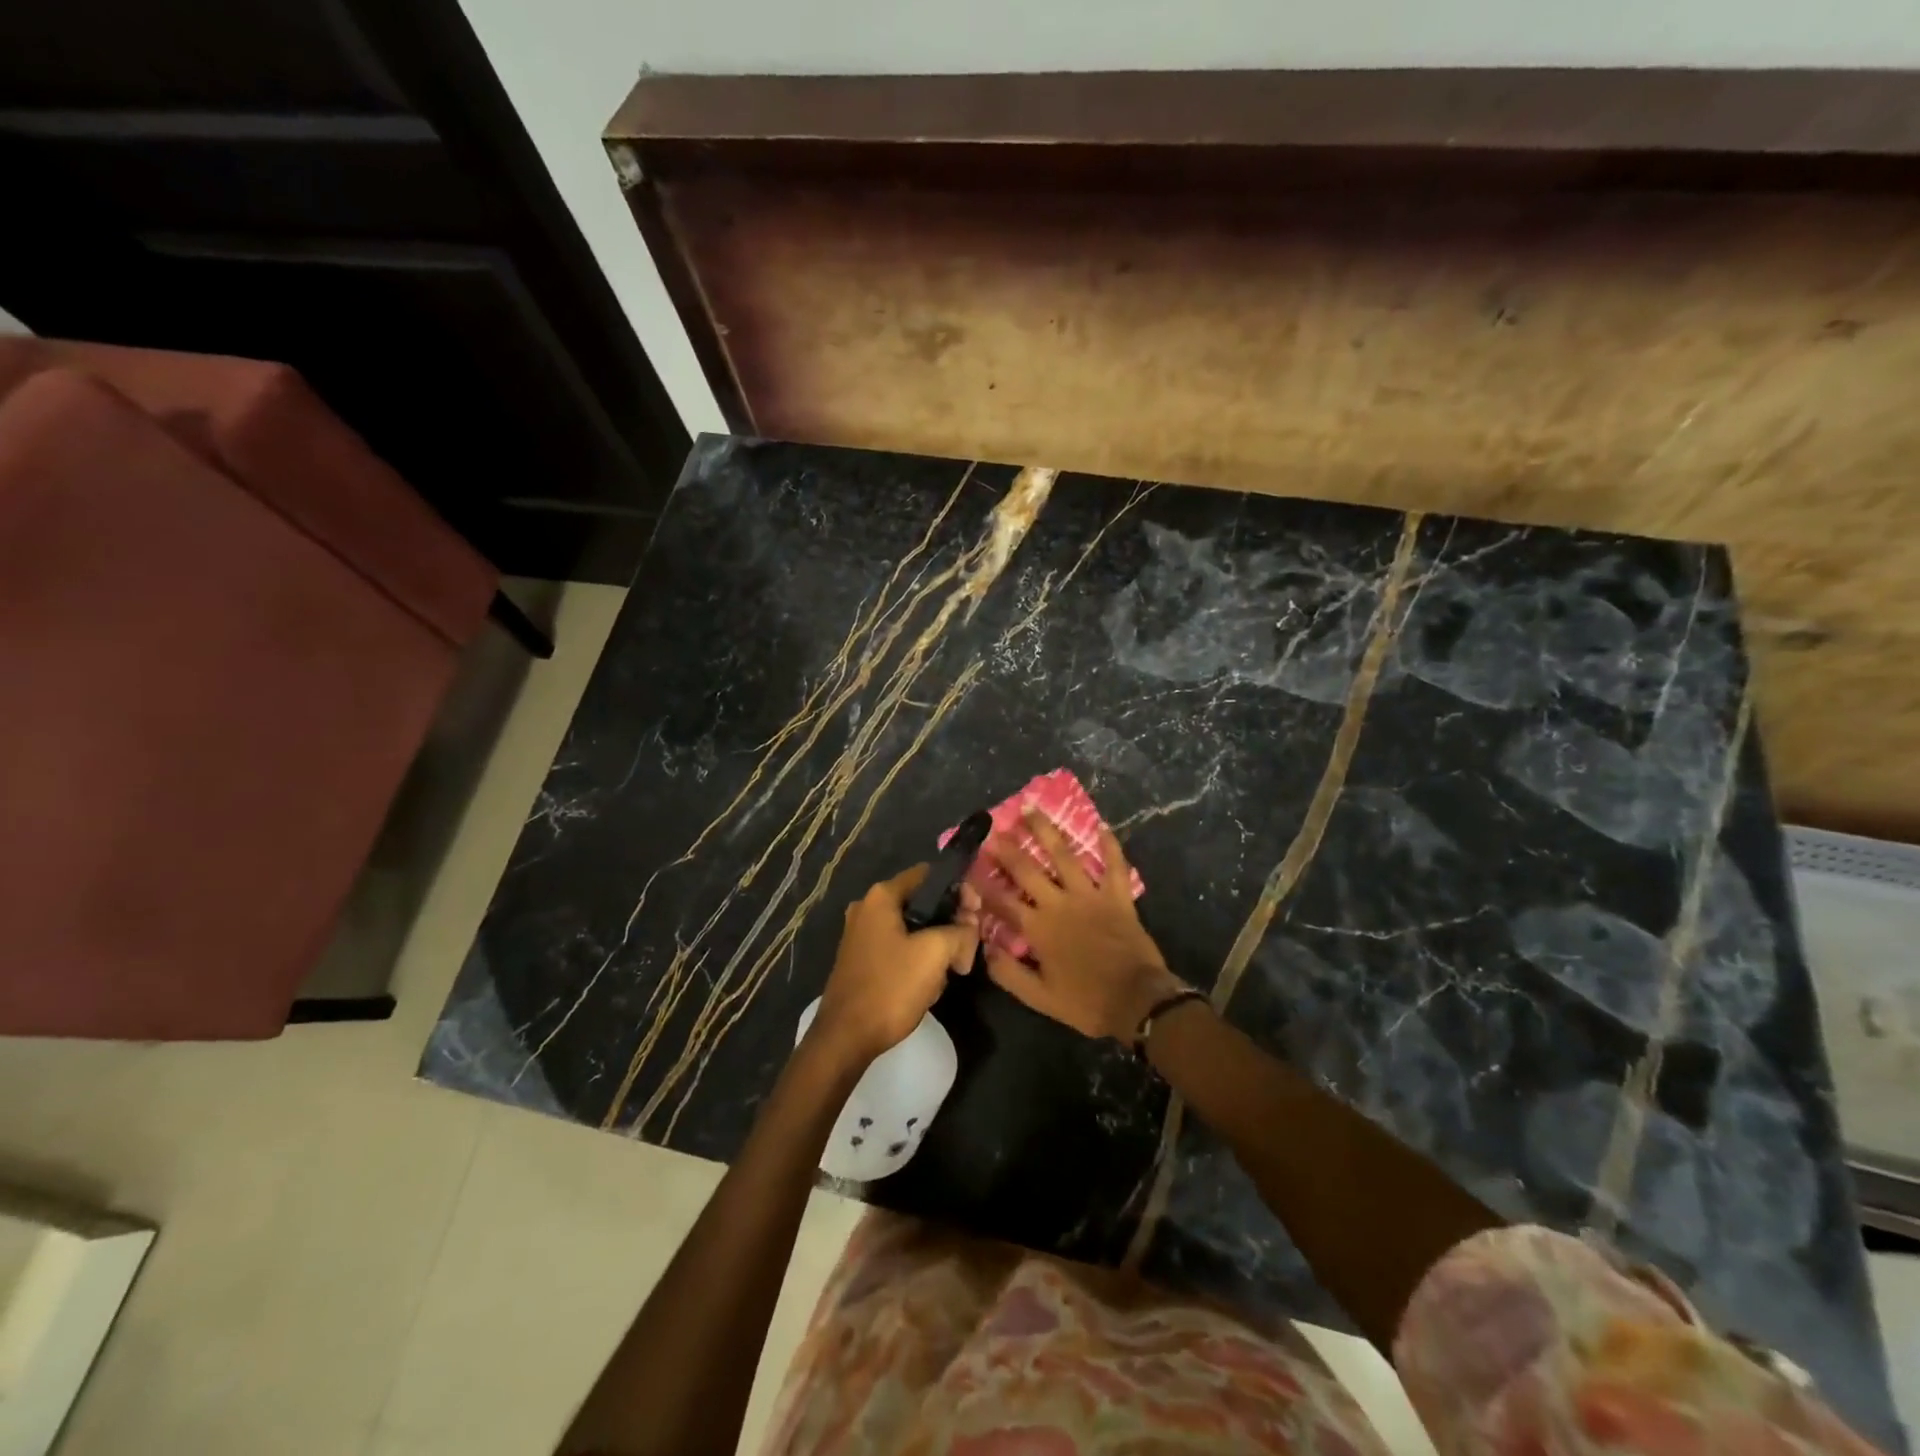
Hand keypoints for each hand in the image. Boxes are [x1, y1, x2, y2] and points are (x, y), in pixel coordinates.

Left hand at [811, 865, 979, 1066]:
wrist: (846, 1037)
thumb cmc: (890, 987)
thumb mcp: (935, 953)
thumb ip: (960, 931)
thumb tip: (969, 927)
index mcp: (882, 896)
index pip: (930, 875)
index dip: (958, 890)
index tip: (976, 914)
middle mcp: (867, 907)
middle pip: (922, 902)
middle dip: (949, 922)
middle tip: (968, 947)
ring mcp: (861, 934)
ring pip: (913, 928)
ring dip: (936, 945)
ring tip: (950, 970)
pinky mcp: (862, 959)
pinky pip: (899, 948)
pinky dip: (917, 959)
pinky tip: (929, 983)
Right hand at [980, 810, 1186, 1041]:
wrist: (1137, 1001)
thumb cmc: (1086, 1002)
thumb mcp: (1040, 998)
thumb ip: (1009, 974)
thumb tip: (985, 949)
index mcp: (1038, 928)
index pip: (1003, 901)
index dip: (984, 883)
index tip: (970, 866)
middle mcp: (1060, 904)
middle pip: (1028, 869)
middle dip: (1008, 848)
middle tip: (994, 828)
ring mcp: (1091, 896)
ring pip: (1065, 856)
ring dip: (1047, 831)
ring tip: (1032, 809)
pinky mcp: (1118, 897)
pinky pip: (1115, 865)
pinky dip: (1110, 844)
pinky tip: (1102, 825)